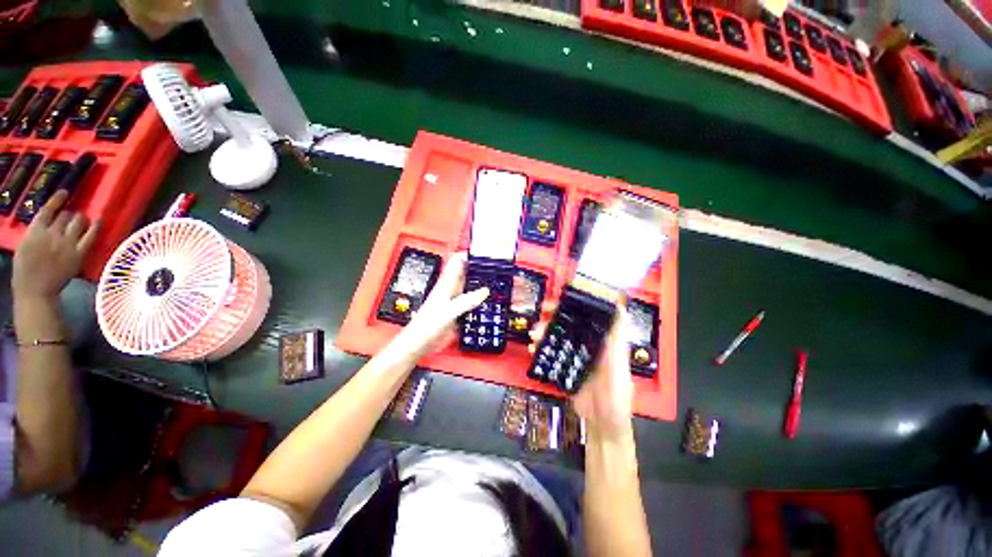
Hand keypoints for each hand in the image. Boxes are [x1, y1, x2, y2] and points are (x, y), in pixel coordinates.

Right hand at [12, 191, 99, 300]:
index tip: (65, 193)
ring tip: (82, 218)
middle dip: (68, 214)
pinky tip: (99, 219)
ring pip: (78, 222)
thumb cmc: (26, 270)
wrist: (36, 290)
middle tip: (70, 215)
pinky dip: (96, 226)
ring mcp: (67, 243)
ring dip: (80, 218)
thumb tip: (47, 223)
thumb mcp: (25, 245)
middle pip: (65, 216)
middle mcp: (52, 234)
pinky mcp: (79, 253)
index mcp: (35, 231)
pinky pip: (91, 236)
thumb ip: (36, 232)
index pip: (48, 210)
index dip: (58, 200)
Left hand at [390, 252, 487, 359]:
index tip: (484, 252)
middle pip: (467, 273)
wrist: (418, 344)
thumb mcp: (448, 311)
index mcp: (446, 284)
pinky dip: (481, 300)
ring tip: (498, 283)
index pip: (457, 261)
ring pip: (471, 287)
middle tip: (497, 268)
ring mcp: (455, 301)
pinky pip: (472, 302)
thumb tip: (484, 291)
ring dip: (482, 284)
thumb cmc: (427, 325)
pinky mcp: (458, 312)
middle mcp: (451, 289)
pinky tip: (490, 303)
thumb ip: (466, 301)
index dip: (469, 254)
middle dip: (480, 269)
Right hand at [531, 303, 634, 439]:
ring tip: (534, 335)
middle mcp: (589, 344)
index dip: (578, 303)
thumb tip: (620, 308)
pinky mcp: (565, 368)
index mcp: (604, 341)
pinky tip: (533, 349)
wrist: (602, 425)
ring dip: (545, 332)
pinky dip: (541, 349)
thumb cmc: (616, 396)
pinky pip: (551, 354)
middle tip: (543, 310)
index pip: (590, 315)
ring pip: (558, 336)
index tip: (565, 296)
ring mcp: (576, 356)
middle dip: (556, 314)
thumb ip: (618, 339)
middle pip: (571, 323)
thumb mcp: (620, 365)